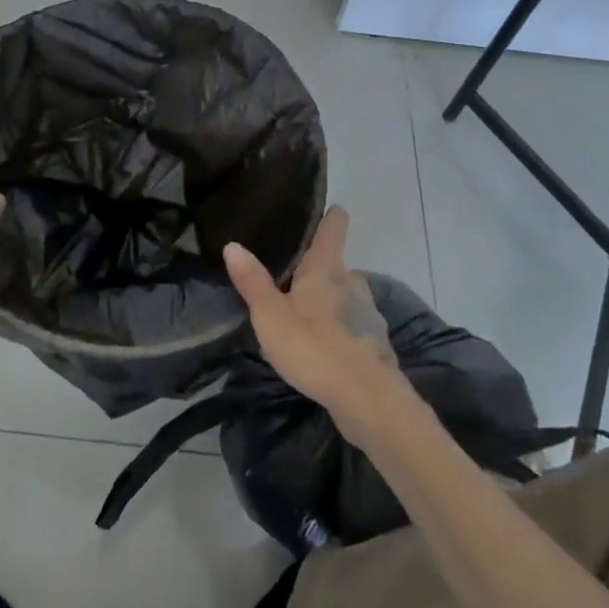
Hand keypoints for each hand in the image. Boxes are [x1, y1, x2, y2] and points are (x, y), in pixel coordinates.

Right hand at [223, 207, 410, 443]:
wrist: (368, 400)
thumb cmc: (315, 347)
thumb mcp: (271, 316)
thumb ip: (253, 281)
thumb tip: (233, 244)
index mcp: (326, 270)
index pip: (333, 230)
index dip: (332, 217)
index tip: (332, 207)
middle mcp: (352, 283)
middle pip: (337, 267)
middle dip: (319, 272)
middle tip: (293, 279)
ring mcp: (368, 314)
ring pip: (346, 298)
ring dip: (329, 303)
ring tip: (305, 316)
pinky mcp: (375, 345)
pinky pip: (353, 327)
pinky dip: (341, 331)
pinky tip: (325, 348)